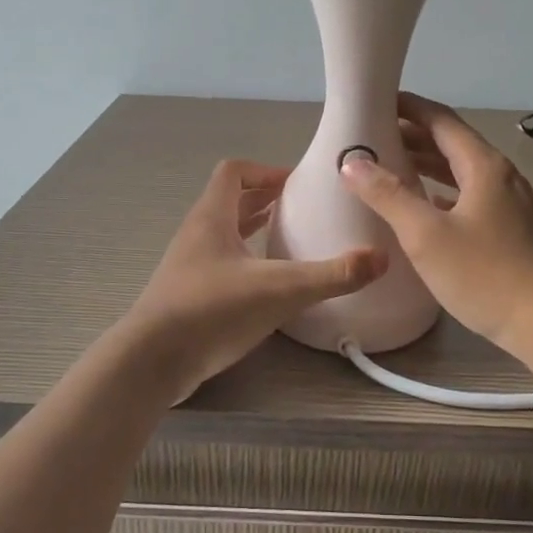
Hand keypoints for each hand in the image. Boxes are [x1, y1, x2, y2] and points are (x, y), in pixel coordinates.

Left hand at [121, 159, 385, 399]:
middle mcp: (197, 235)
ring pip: (224, 235)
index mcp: (212, 217)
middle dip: (265, 200)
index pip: (233, 172)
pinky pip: (221, 265)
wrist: (151, 362)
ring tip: (290, 240)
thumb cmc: (212, 311)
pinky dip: (246, 263)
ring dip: (254, 231)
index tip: (297, 184)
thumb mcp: (280, 290)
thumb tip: (381, 258)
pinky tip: (269, 284)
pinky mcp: (188, 296)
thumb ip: (332, 275)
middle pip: (230, 201)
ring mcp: (189, 266)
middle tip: (302, 209)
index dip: (265, 170)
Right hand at [339, 93, 532, 355]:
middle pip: (453, 144)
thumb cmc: (487, 276)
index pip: (441, 120)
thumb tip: (352, 162)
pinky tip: (426, 209)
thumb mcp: (427, 235)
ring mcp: (512, 204)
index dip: (408, 107)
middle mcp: (501, 176)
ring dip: (427, 165)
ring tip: (390, 168)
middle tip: (372, 138)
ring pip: (462, 173)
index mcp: (484, 166)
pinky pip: (471, 197)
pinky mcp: (514, 231)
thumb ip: (388, 195)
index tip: (374, 102)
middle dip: (412, 136)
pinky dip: (443, 193)